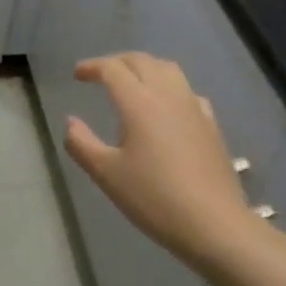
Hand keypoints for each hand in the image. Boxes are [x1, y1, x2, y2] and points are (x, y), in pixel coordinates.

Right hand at [66, 52, 256, 272]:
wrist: (216, 225)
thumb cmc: (155, 198)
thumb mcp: (107, 175)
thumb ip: (82, 144)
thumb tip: (70, 122)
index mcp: (138, 101)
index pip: (112, 68)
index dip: (92, 67)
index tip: (77, 75)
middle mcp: (167, 94)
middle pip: (141, 61)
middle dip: (117, 62)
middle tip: (101, 75)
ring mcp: (193, 107)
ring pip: (167, 69)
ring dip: (145, 67)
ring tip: (133, 82)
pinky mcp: (211, 124)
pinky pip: (187, 91)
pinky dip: (169, 87)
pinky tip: (167, 107)